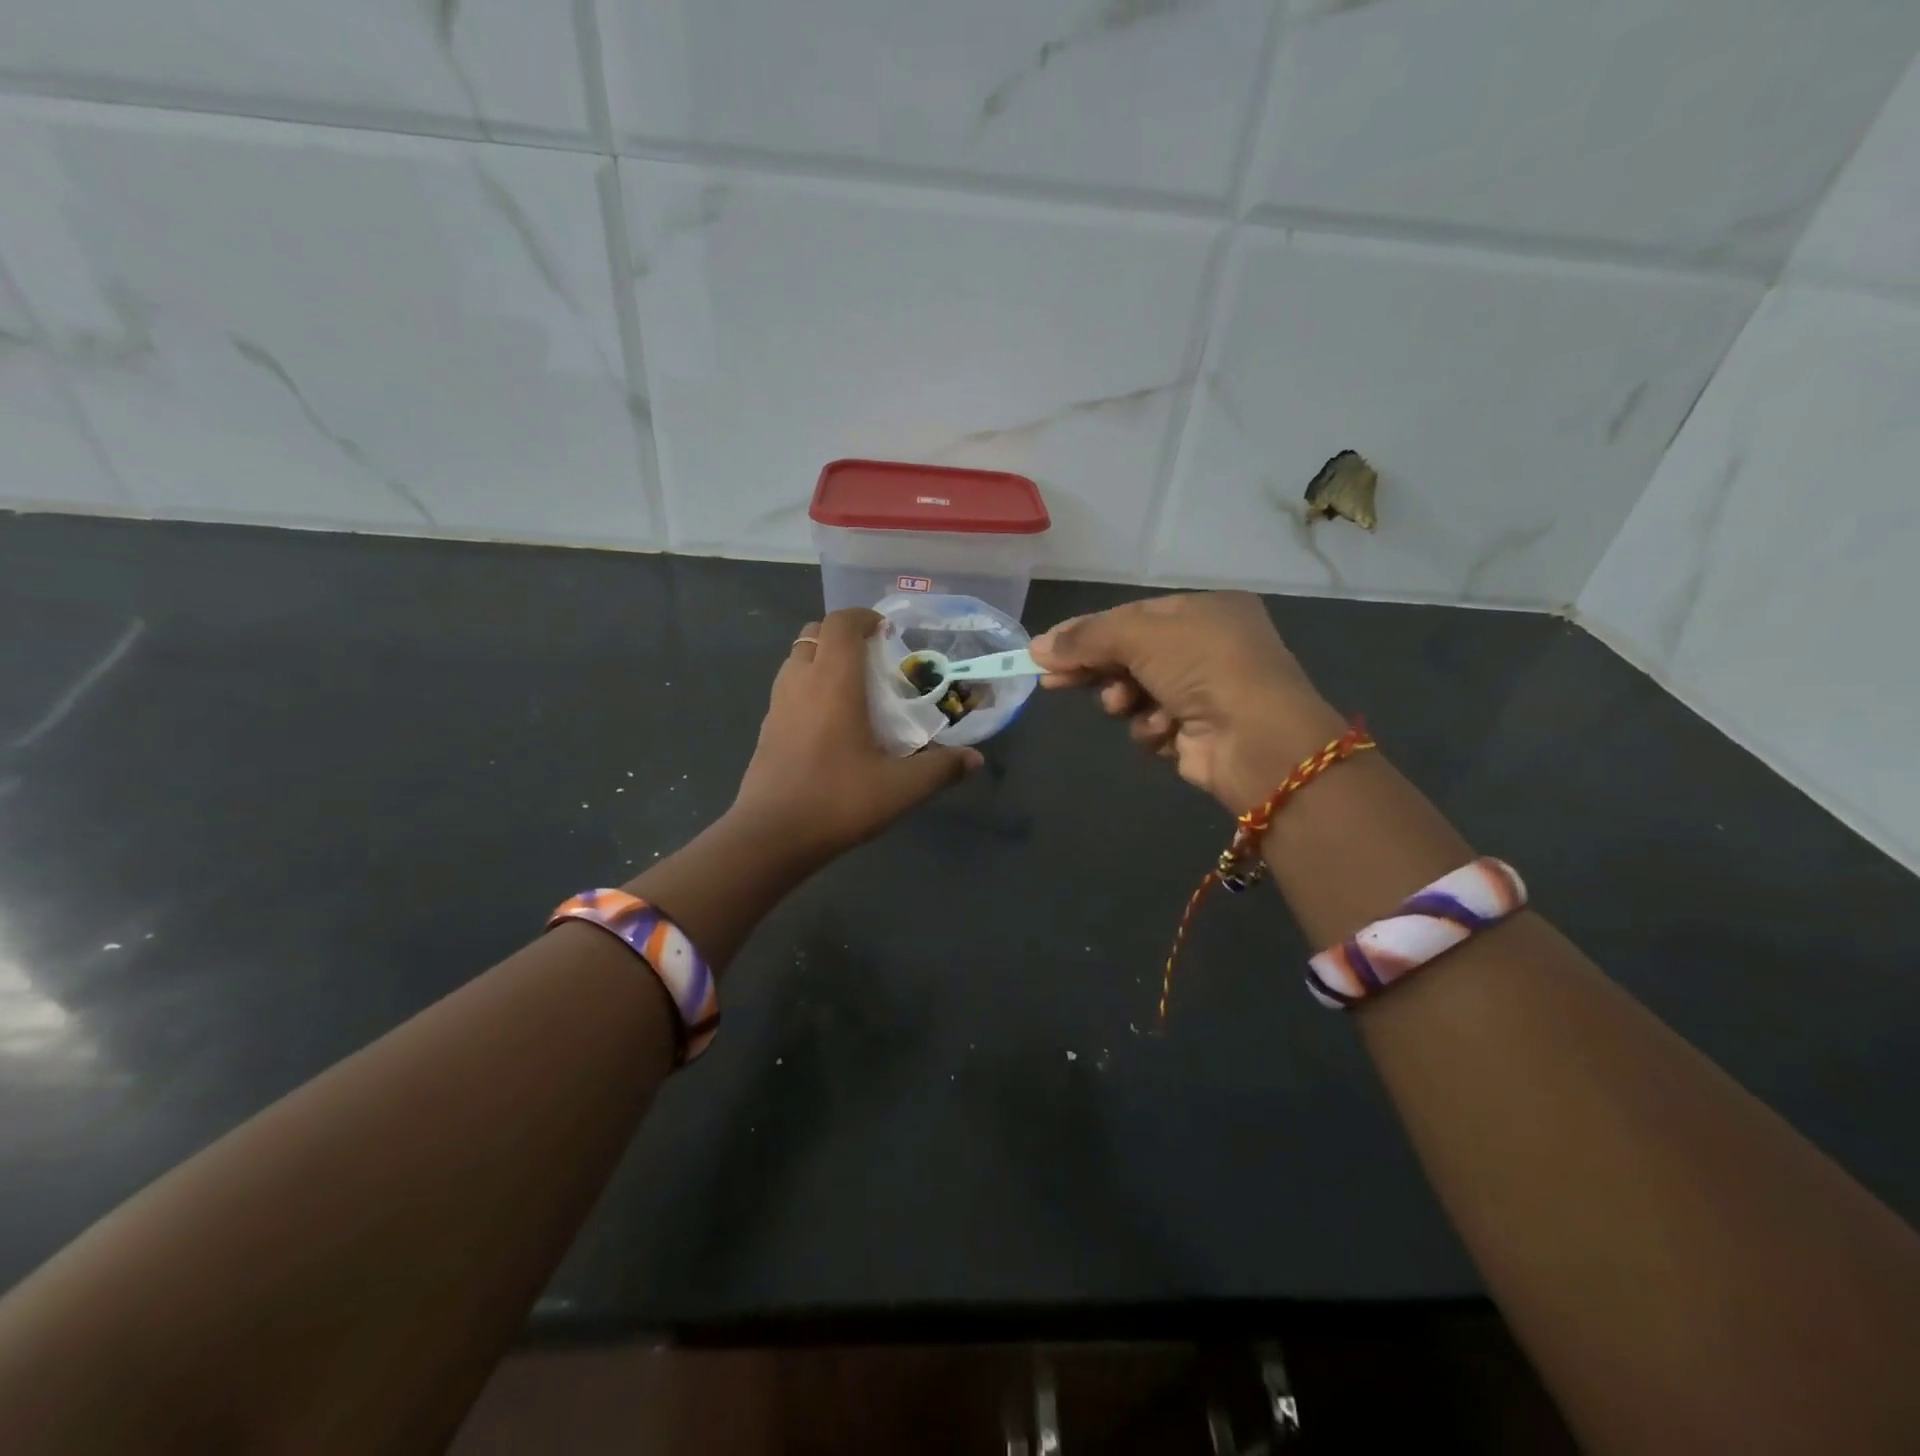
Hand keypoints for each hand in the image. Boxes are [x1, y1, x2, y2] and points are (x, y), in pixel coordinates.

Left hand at [732, 608, 981, 859]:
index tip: (888, 634)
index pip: (842, 622)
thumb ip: (941, 769)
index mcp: (833, 681)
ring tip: (854, 688)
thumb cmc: (837, 800)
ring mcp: (777, 703)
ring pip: (798, 658)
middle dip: (844, 634)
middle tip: (874, 659)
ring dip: (824, 658)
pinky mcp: (766, 727)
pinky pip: (789, 686)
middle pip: (816, 632)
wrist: (770, 836)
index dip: (865, 617)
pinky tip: (830, 722)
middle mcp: (800, 681)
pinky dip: (809, 685)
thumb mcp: (900, 788)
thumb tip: (975, 759)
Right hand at [1031, 591, 1343, 813]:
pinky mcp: (1198, 731)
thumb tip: (1038, 647)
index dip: (1086, 632)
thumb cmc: (1202, 666)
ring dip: (1125, 700)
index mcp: (1204, 610)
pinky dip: (1151, 727)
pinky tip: (1162, 730)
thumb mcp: (1139, 635)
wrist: (1256, 739)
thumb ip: (1087, 638)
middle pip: (1131, 655)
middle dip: (1096, 669)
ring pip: (1137, 693)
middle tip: (1054, 682)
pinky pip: (1153, 724)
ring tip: (1124, 705)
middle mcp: (1208, 646)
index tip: (1045, 652)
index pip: (1131, 616)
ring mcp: (1205, 691)